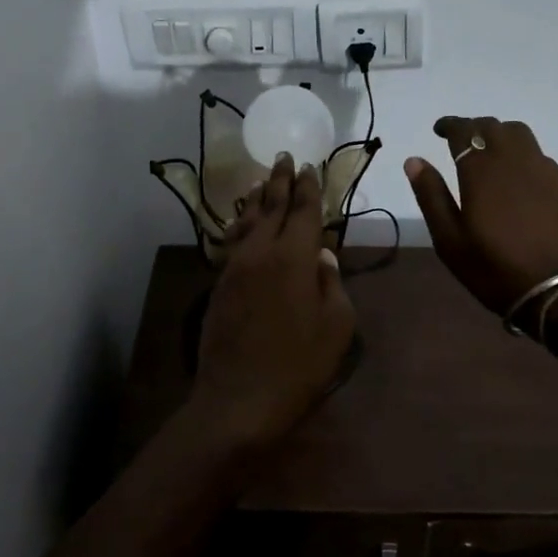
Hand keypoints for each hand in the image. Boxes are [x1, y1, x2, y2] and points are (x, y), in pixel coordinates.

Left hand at [189, 152, 357, 452]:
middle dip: (280, 180)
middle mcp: (261, 252)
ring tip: (262, 180)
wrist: (239, 399)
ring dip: (257, 198)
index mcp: (295, 257)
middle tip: (284, 157)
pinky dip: (239, 225)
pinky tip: (241, 222)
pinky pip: (232, 242)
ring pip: (247, 221)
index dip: (309, 187)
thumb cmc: (299, 365)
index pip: (304, 211)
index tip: (310, 166)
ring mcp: (236, 267)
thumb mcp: (337, 327)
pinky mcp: (220, 285)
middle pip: (272, 206)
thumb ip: (333, 284)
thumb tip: (323, 257)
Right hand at [405, 116, 557, 317]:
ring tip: (490, 153)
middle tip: (461, 142)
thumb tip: (414, 160)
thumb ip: (431, 196)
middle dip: (473, 128)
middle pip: (492, 127)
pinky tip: (518, 178)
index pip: (464, 130)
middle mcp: (513, 159)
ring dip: (500, 135)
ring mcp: (543, 169)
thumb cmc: (495, 268)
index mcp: (481, 170)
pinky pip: (538, 155)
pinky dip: (522, 155)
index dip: (449, 125)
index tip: (439, 130)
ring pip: (519, 134)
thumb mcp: (450, 240)